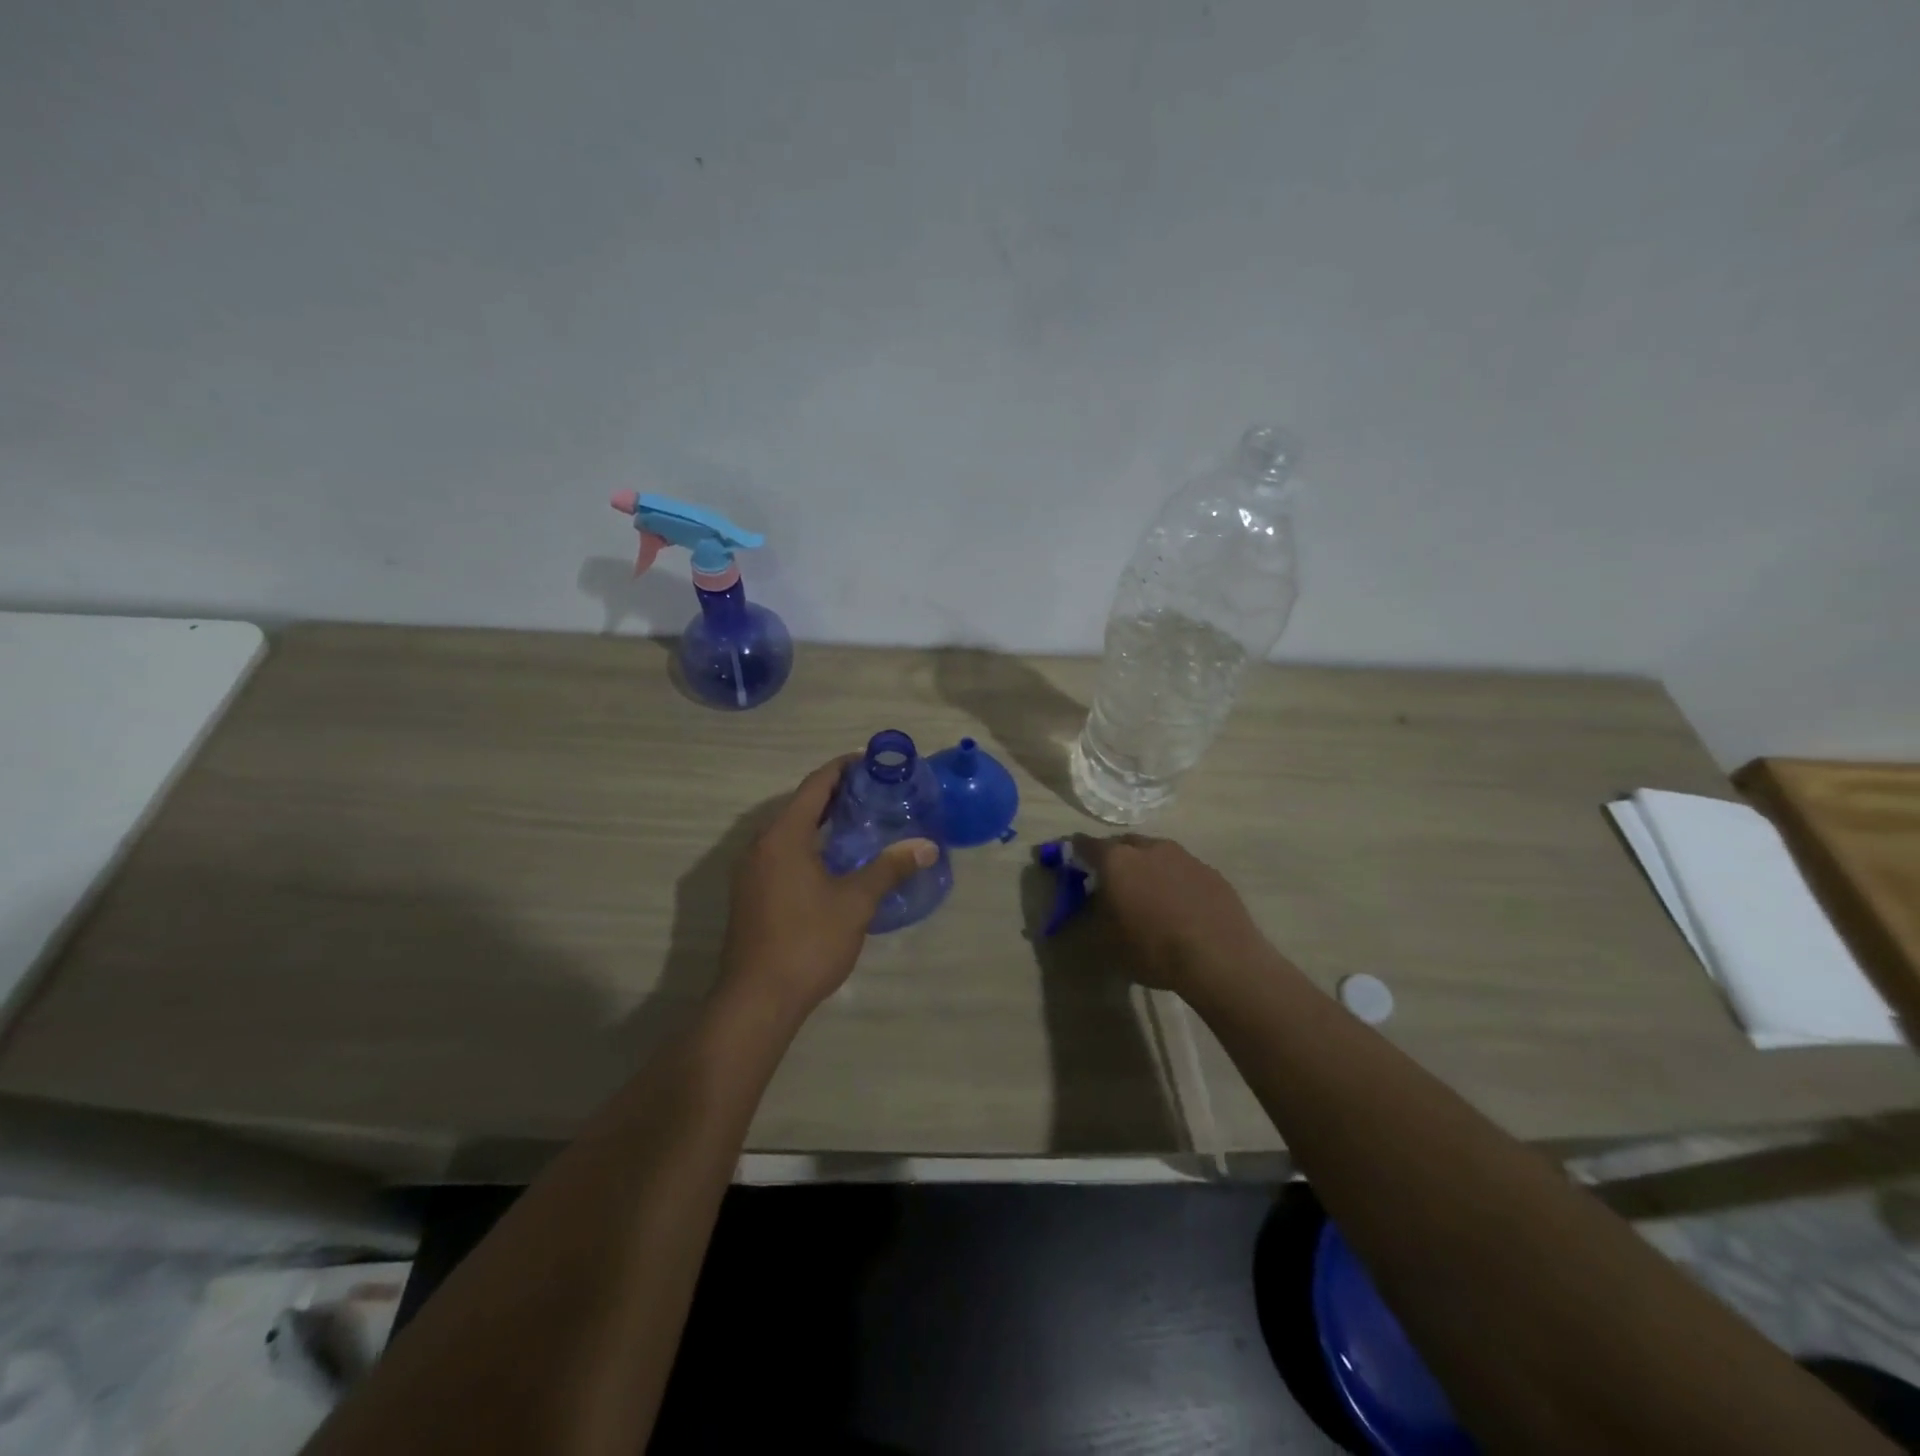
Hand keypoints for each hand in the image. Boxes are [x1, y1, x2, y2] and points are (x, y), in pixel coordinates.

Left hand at [721, 756, 938, 1015]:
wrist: (757, 999)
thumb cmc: (808, 942)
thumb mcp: (855, 903)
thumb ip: (889, 869)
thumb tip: (927, 846)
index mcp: (783, 836)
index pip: (815, 785)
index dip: (842, 768)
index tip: (871, 762)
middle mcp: (761, 845)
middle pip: (800, 805)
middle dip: (835, 794)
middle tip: (874, 792)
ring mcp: (751, 871)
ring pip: (789, 831)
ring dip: (820, 821)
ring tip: (859, 822)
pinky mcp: (750, 894)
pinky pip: (781, 853)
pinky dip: (808, 844)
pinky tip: (833, 861)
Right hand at [1070, 833, 1269, 994]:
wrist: (1220, 958)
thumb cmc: (1153, 949)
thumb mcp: (1108, 940)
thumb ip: (1095, 913)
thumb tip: (1096, 901)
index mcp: (1117, 860)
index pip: (1086, 845)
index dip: (1076, 852)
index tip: (1073, 861)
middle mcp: (1149, 848)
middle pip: (1124, 844)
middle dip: (1115, 858)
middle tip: (1112, 880)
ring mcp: (1184, 856)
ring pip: (1156, 854)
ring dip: (1147, 867)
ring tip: (1148, 894)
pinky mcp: (1211, 872)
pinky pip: (1183, 869)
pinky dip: (1174, 880)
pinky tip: (1180, 905)